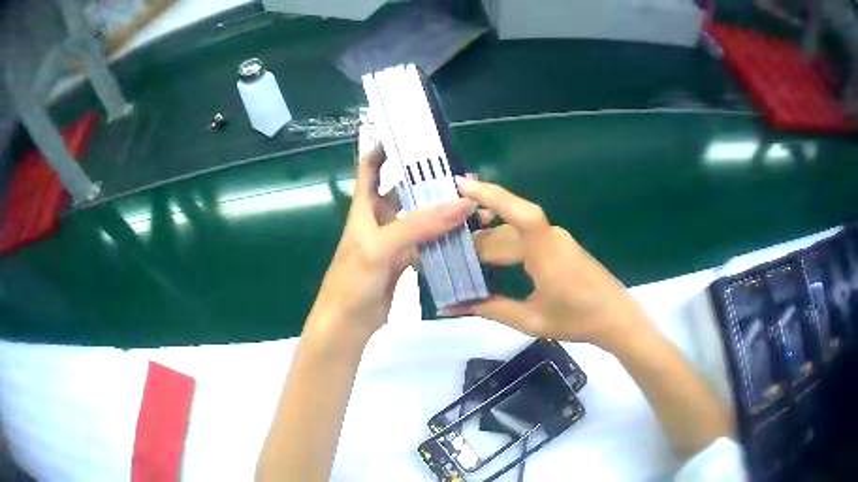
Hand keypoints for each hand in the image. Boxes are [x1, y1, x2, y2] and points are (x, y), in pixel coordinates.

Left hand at [306, 146, 472, 343]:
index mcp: (364, 208)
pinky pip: (426, 241)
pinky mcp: (403, 261)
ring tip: (470, 200)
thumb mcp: (381, 247)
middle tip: (460, 172)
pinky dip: (442, 236)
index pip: (370, 168)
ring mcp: (392, 240)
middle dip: (427, 179)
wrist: (348, 323)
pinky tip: (463, 233)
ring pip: (418, 216)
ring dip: (439, 208)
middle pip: (402, 190)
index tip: (410, 134)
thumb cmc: (353, 280)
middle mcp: (378, 219)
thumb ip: (419, 224)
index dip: (384, 148)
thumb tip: (463, 202)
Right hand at [447, 177, 650, 349]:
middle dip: (474, 237)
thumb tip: (450, 308)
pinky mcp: (559, 248)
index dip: (485, 194)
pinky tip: (489, 258)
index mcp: (543, 249)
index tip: (457, 184)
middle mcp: (548, 236)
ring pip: (514, 233)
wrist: (616, 318)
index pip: (512, 211)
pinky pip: (526, 239)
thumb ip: (490, 309)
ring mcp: (556, 240)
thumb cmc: (577, 319)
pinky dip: (504, 245)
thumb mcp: (531, 319)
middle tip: (440, 247)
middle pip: (504, 228)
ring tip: (458, 252)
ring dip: (488, 241)